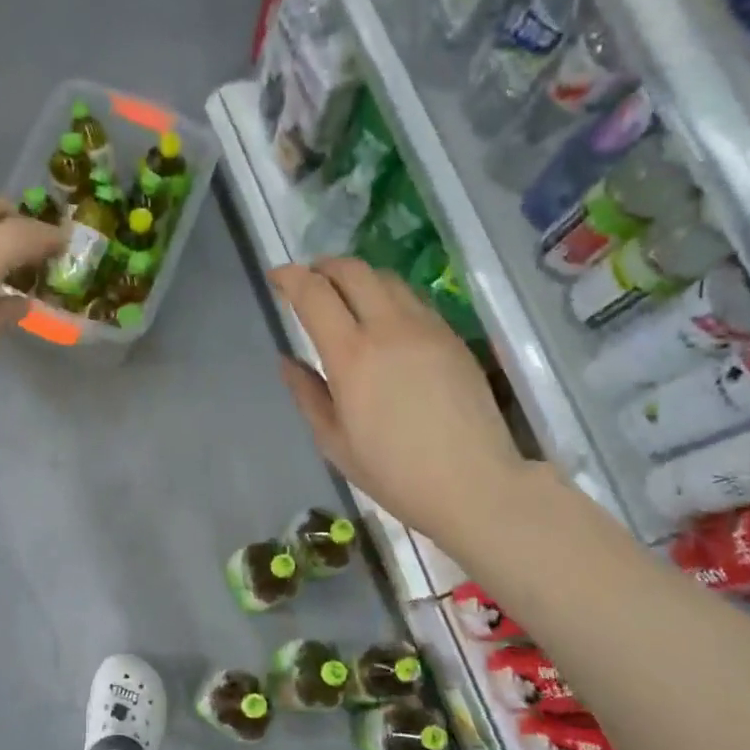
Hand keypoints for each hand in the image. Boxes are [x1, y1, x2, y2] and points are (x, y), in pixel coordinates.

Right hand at [270, 258, 529, 543]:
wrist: (473, 483)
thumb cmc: (393, 473)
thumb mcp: (334, 442)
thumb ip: (307, 394)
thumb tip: (287, 361)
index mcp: (352, 356)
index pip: (314, 294)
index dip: (291, 277)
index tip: (277, 277)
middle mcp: (389, 328)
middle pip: (353, 271)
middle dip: (324, 267)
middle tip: (310, 282)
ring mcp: (427, 328)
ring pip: (387, 278)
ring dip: (358, 278)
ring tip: (346, 297)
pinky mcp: (452, 337)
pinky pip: (413, 300)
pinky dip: (388, 296)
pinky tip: (384, 321)